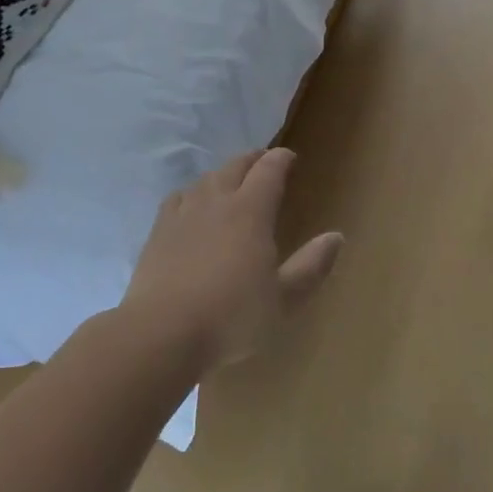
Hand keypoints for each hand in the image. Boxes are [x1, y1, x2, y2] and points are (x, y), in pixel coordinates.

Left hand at [124, 147, 343, 371]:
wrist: (161, 334)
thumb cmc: (231, 317)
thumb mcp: (283, 299)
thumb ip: (311, 266)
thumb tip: (336, 236)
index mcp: (251, 212)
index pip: (269, 170)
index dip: (281, 159)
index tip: (290, 157)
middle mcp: (216, 202)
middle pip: (235, 167)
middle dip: (252, 160)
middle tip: (264, 162)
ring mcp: (182, 215)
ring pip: (205, 180)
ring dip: (222, 174)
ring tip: (231, 181)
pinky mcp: (157, 233)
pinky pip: (177, 199)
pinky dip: (192, 193)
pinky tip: (191, 205)